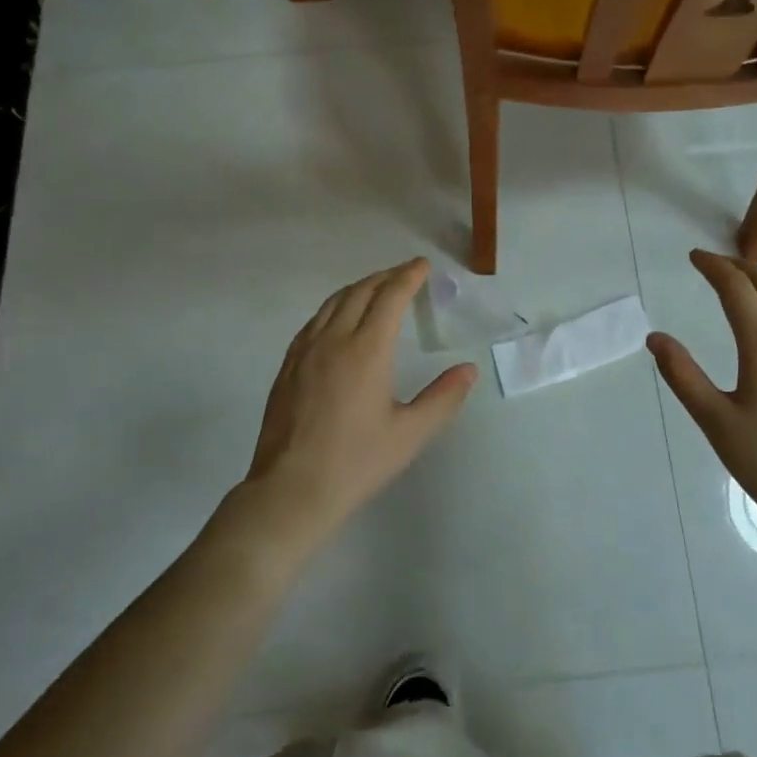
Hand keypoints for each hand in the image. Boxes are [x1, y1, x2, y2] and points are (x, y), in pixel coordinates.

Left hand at [247, 259, 477, 546]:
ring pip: (332, 303)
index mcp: (366, 351)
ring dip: (357, 288)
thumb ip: (443, 398)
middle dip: (384, 277)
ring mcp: (304, 352)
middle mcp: (333, 340)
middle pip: (359, 292)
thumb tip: (469, 369)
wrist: (291, 491)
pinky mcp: (287, 367)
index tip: (422, 265)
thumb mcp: (410, 434)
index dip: (408, 276)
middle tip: (404, 274)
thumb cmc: (356, 462)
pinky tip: (337, 321)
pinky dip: (333, 308)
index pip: (390, 298)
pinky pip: (313, 322)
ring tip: (374, 289)